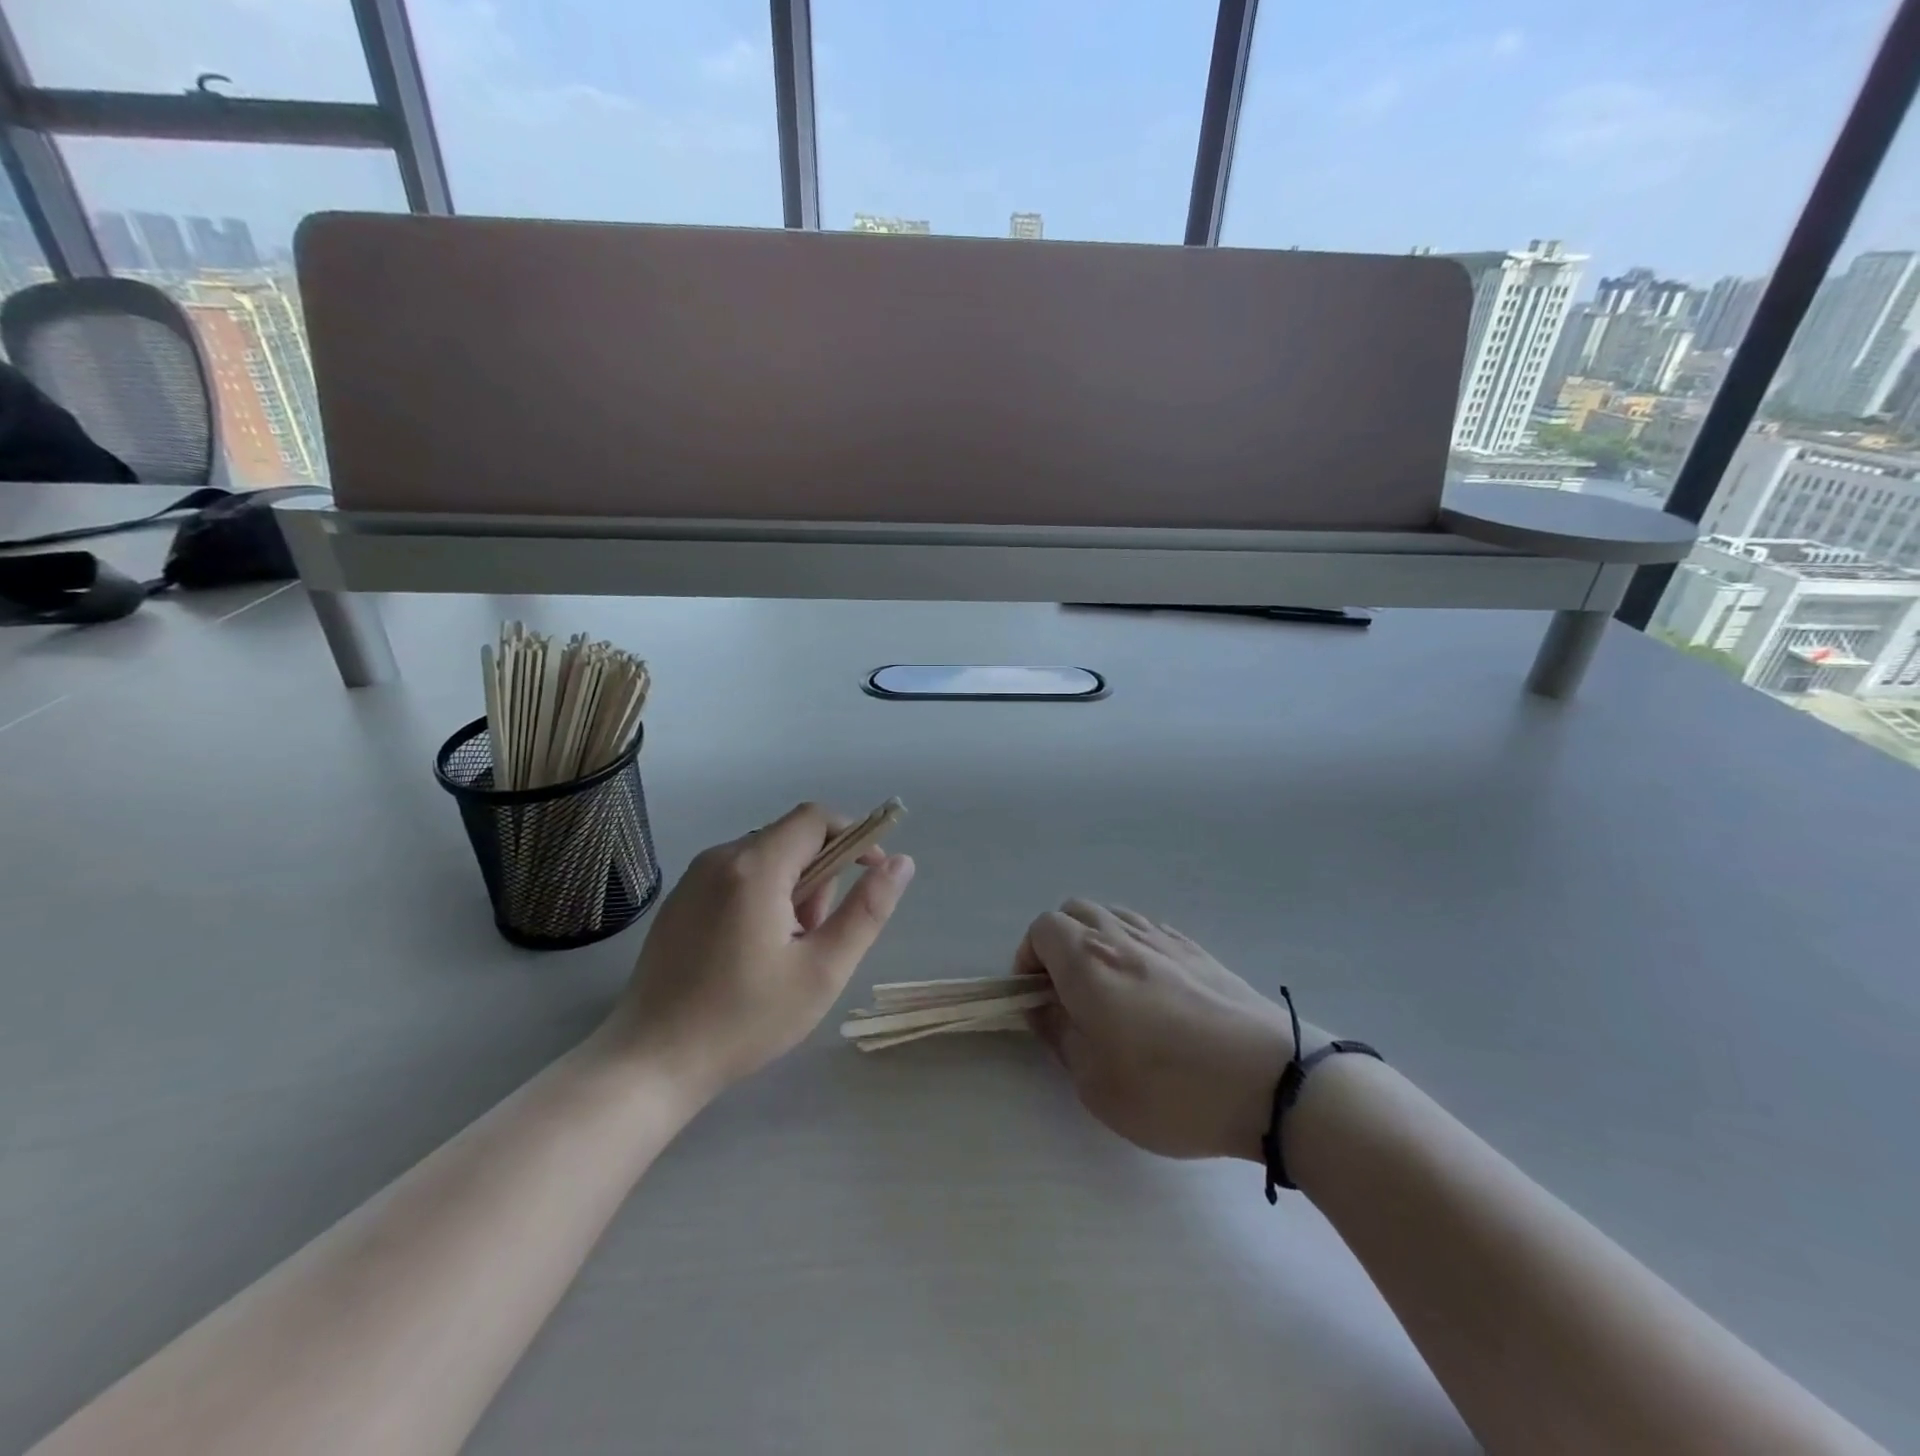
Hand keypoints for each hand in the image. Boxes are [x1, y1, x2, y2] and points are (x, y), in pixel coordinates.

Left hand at [599, 803, 914, 1099]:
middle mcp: (720, 857)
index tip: (871, 878)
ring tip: (784, 952)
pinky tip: (750, 953)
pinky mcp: (680, 899)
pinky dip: (761, 898)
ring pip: (765, 858)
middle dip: (820, 878)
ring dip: (792, 891)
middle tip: (815, 938)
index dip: (854, 837)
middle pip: (791, 840)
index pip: (817, 818)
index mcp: (755, 867)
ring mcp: (693, 877)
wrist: (650, 1062)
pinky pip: (737, 876)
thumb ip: (867, 911)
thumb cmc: (744, 1019)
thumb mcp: (822, 970)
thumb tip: (901, 863)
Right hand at [1020, 901, 1312, 1161]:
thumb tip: (1041, 1007)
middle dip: (1060, 943)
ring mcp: (1164, 939)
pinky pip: (1149, 931)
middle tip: (1068, 993)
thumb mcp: (1095, 1082)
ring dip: (1097, 941)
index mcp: (1088, 961)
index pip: (1043, 928)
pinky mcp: (1198, 951)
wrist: (1271, 1081)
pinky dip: (1133, 947)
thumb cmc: (1170, 1088)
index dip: (1029, 958)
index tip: (1037, 997)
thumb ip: (1060, 1035)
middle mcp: (1121, 937)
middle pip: (1075, 912)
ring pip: (1114, 916)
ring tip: (1109, 991)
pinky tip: (1150, 989)